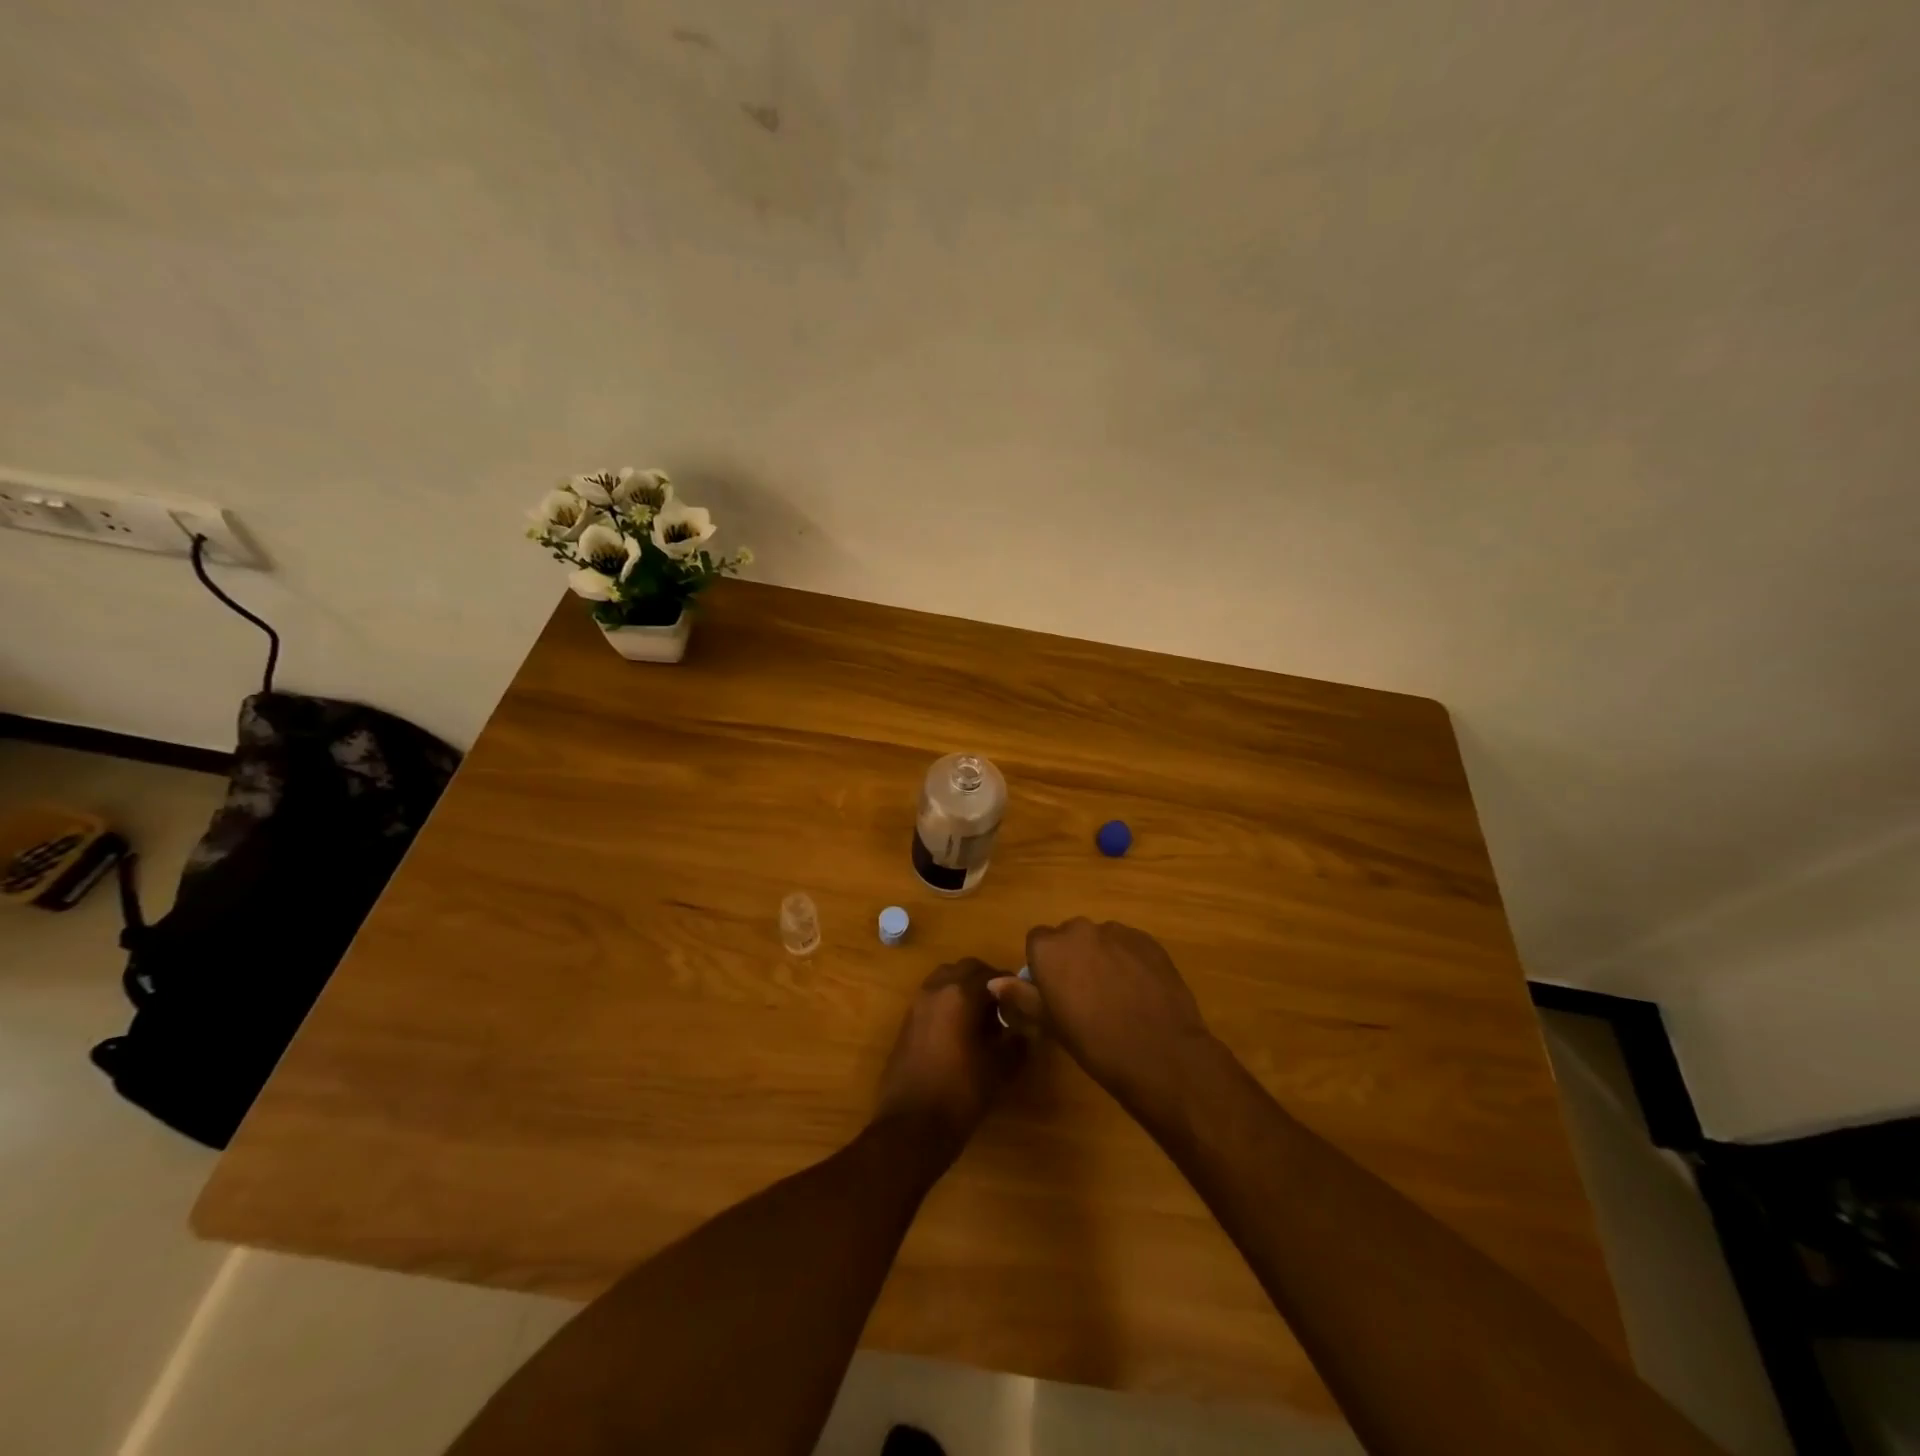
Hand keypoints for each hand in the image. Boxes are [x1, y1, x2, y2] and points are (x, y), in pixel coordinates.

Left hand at [874, 958, 1023, 1154]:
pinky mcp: (907, 1021)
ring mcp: (917, 1004)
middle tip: (1004, 1005)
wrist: (911, 1126)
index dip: (1011, 985)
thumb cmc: (960, 1093)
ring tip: (982, 1016)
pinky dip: (948, 1001)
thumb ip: (1015, 1042)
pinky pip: (932, 997)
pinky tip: (960, 1030)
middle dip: (986, 980)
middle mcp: (936, 990)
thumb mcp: (999, 1068)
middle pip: (966, 969)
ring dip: (964, 987)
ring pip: (945, 979)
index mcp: (960, 994)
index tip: (1024, 1000)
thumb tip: (1023, 1030)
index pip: (992, 974)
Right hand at [988, 919, 1212, 1110]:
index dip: (1043, 966)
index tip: (1053, 992)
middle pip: (1068, 937)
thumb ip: (1022, 996)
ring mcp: (1117, 932)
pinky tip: (1138, 991)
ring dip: (1101, 957)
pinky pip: (1128, 944)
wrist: (1159, 1052)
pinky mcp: (1147, 941)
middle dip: (1072, 958)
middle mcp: (1080, 930)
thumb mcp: (1050, 1024)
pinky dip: (1128, 960)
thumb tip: (995, 983)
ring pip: (1100, 939)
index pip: (1037, 942)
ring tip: (1115, 994)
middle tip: (1083, 995)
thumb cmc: (1094, 1043)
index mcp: (1050, 948)